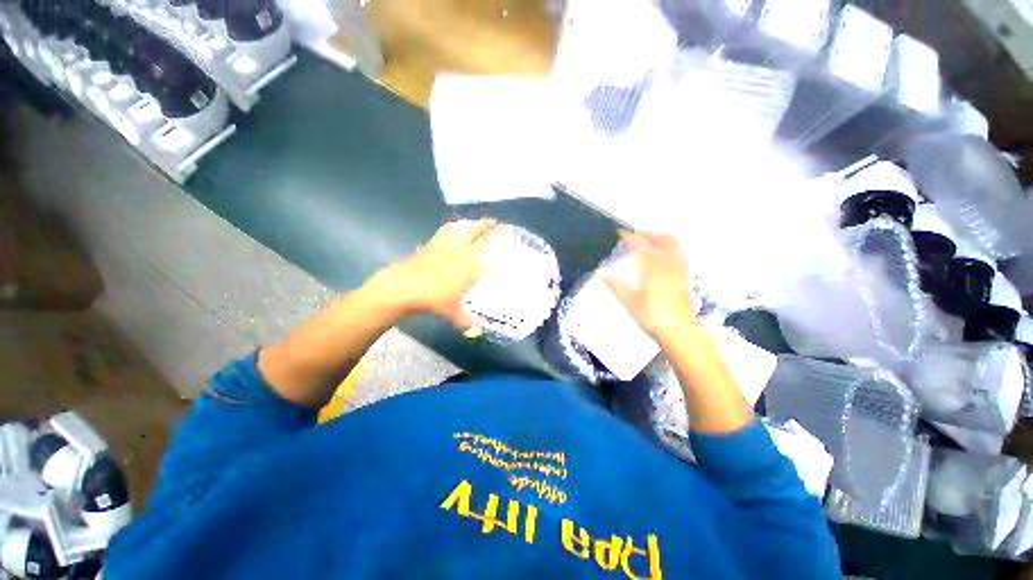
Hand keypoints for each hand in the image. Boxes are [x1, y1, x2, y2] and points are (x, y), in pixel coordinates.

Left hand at [372, 218, 496, 328]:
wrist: (403, 287)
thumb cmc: (431, 299)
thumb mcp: (451, 312)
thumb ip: (467, 322)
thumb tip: (478, 330)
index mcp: (470, 269)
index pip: (492, 261)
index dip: (505, 258)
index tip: (513, 256)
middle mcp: (463, 254)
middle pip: (483, 237)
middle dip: (497, 231)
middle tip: (507, 228)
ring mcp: (449, 245)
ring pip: (468, 229)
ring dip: (480, 224)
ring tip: (489, 221)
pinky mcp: (436, 242)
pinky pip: (449, 229)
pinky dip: (457, 225)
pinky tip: (460, 224)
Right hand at [604, 231, 697, 340]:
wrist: (679, 330)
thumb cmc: (652, 316)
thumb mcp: (628, 301)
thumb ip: (615, 285)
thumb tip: (602, 273)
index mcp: (652, 268)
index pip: (640, 246)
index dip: (629, 238)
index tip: (620, 234)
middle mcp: (667, 263)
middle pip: (659, 239)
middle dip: (646, 234)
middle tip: (633, 235)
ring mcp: (679, 268)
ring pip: (673, 244)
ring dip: (659, 238)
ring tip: (648, 240)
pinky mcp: (685, 275)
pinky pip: (679, 253)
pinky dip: (670, 247)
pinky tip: (664, 254)